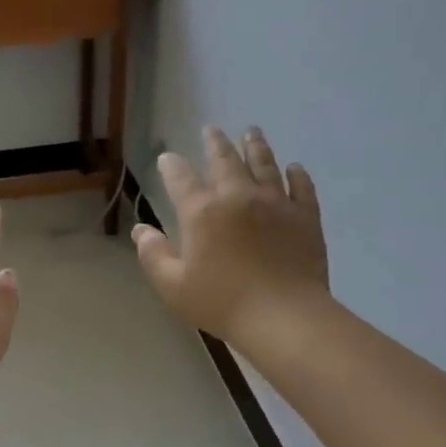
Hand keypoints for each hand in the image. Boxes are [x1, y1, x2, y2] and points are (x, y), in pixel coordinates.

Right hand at [133, 125, 329, 343]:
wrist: (283, 316)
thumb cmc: (221, 302)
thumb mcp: (172, 285)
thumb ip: (153, 255)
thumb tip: (140, 230)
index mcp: (202, 212)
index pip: (181, 179)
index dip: (171, 166)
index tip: (166, 158)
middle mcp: (238, 197)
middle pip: (225, 160)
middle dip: (215, 143)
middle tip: (211, 129)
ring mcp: (276, 203)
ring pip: (264, 164)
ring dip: (255, 146)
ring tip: (251, 132)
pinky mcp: (305, 217)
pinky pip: (301, 187)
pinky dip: (297, 174)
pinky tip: (295, 168)